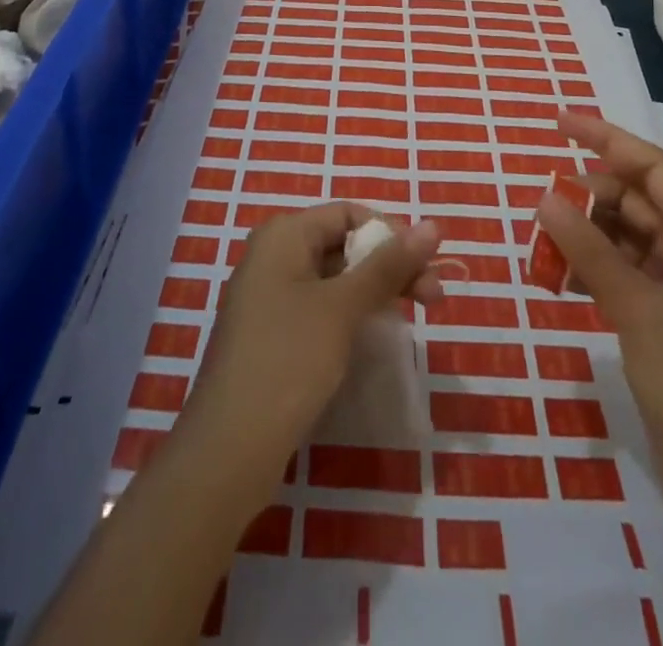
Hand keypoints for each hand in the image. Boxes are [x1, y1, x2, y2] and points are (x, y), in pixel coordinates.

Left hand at [185, 203, 441, 468]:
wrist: (229, 449)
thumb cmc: (288, 359)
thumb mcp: (343, 307)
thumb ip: (388, 265)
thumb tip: (433, 226)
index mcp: (284, 235)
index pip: (348, 213)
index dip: (390, 233)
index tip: (425, 266)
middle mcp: (273, 256)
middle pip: (344, 245)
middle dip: (390, 266)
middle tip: (434, 299)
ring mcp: (270, 297)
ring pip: (335, 279)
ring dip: (376, 291)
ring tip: (415, 317)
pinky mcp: (272, 335)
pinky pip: (320, 308)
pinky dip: (351, 314)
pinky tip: (376, 335)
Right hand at [537, 112, 662, 509]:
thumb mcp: (638, 308)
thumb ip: (590, 249)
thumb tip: (545, 198)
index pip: (651, 168)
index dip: (605, 139)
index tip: (558, 122)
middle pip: (634, 202)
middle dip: (586, 197)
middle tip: (540, 208)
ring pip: (622, 238)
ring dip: (583, 236)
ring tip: (542, 246)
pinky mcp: (662, 321)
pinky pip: (619, 274)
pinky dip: (589, 269)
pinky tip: (559, 279)